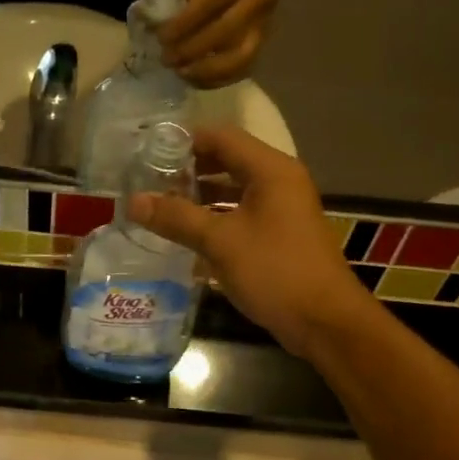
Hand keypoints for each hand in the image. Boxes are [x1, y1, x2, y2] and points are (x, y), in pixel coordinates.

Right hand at [127, 126, 376, 356]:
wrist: (325, 322)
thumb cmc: (275, 271)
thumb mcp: (220, 242)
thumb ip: (176, 218)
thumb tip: (133, 201)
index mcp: (270, 170)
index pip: (222, 137)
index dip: (184, 142)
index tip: (148, 154)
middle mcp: (279, 182)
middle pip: (227, 161)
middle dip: (189, 171)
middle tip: (150, 182)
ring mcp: (282, 209)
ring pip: (233, 190)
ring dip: (200, 197)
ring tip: (161, 208)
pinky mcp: (280, 235)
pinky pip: (241, 215)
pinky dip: (215, 218)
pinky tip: (187, 235)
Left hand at [156, 0, 297, 87]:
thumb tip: (172, 10)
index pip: (209, 4)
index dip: (183, 24)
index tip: (161, 37)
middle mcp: (256, 2)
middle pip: (222, 34)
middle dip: (190, 50)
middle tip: (166, 58)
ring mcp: (262, 24)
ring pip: (238, 58)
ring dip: (206, 71)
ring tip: (181, 73)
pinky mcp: (263, 39)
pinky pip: (244, 67)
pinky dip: (220, 78)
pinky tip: (198, 79)